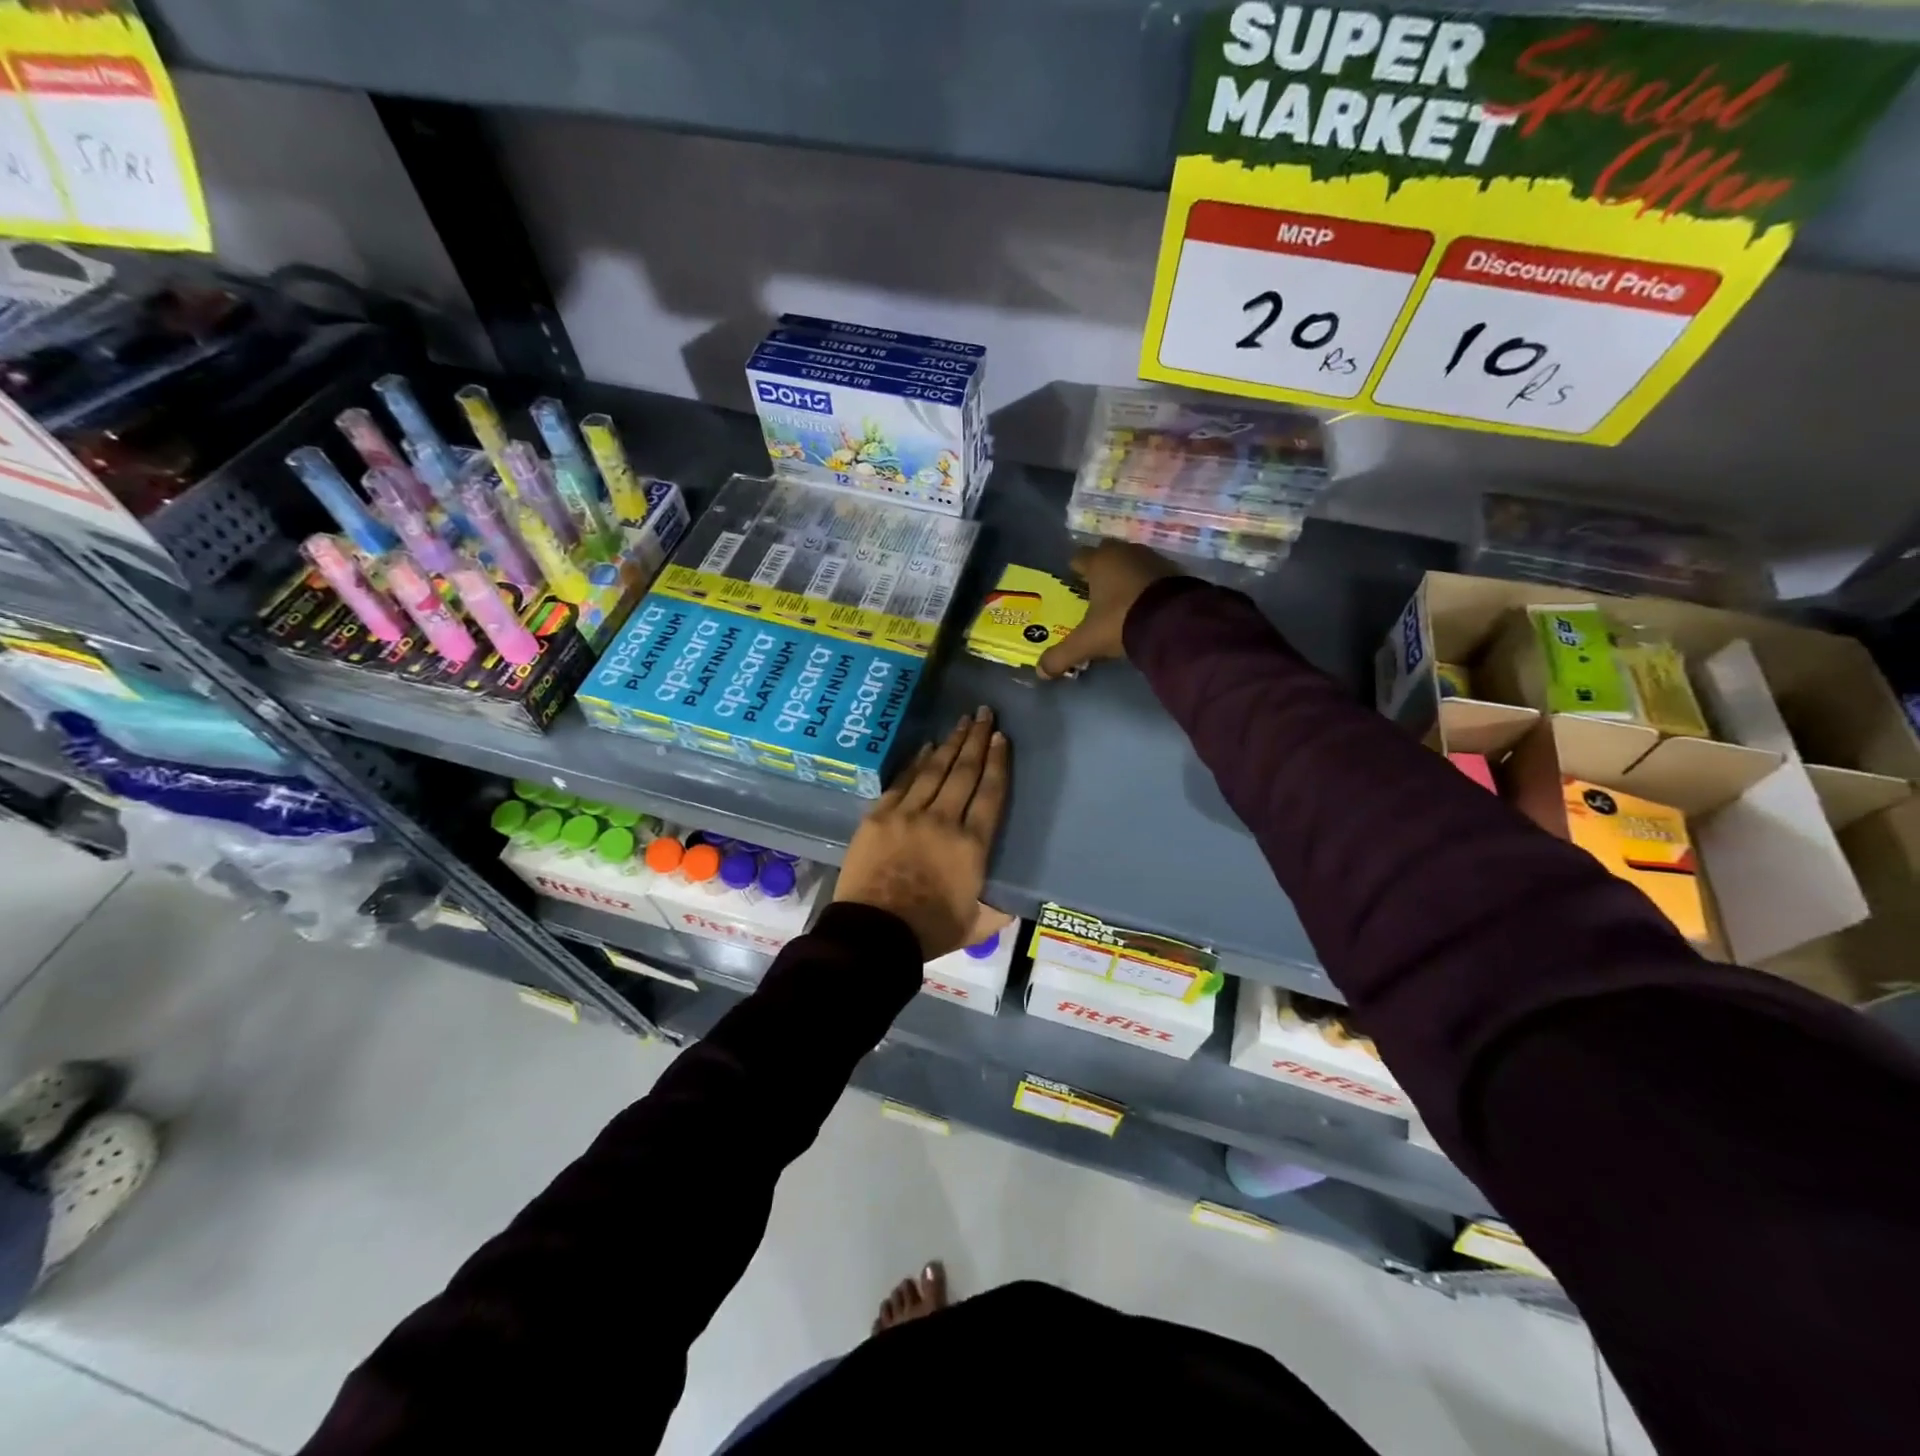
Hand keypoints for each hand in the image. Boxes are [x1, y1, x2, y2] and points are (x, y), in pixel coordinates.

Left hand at [835, 707, 1010, 959]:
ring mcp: (908, 814)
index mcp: (972, 846)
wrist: (873, 934)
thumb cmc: (928, 932)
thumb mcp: (975, 927)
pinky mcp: (879, 816)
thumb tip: (1011, 902)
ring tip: (963, 721)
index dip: (998, 763)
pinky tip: (927, 746)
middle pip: (964, 772)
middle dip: (977, 740)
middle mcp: (943, 820)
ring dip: (951, 743)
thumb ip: (996, 911)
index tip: (1002, 738)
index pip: (990, 794)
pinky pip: (903, 781)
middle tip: (985, 714)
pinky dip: (917, 761)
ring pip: (935, 769)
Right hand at [1036, 542, 1181, 679]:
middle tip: (1095, 592)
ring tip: (1121, 600)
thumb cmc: (1121, 621)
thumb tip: (1041, 671)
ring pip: (1131, 562)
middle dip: (1100, 569)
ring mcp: (1152, 558)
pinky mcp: (1175, 570)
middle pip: (1106, 554)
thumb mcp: (1088, 642)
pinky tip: (1146, 604)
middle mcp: (1124, 552)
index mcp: (1099, 561)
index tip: (1072, 585)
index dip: (1074, 570)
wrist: (1175, 621)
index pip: (1079, 557)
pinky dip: (1147, 585)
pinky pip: (1153, 574)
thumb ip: (1062, 655)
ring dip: (1125, 576)